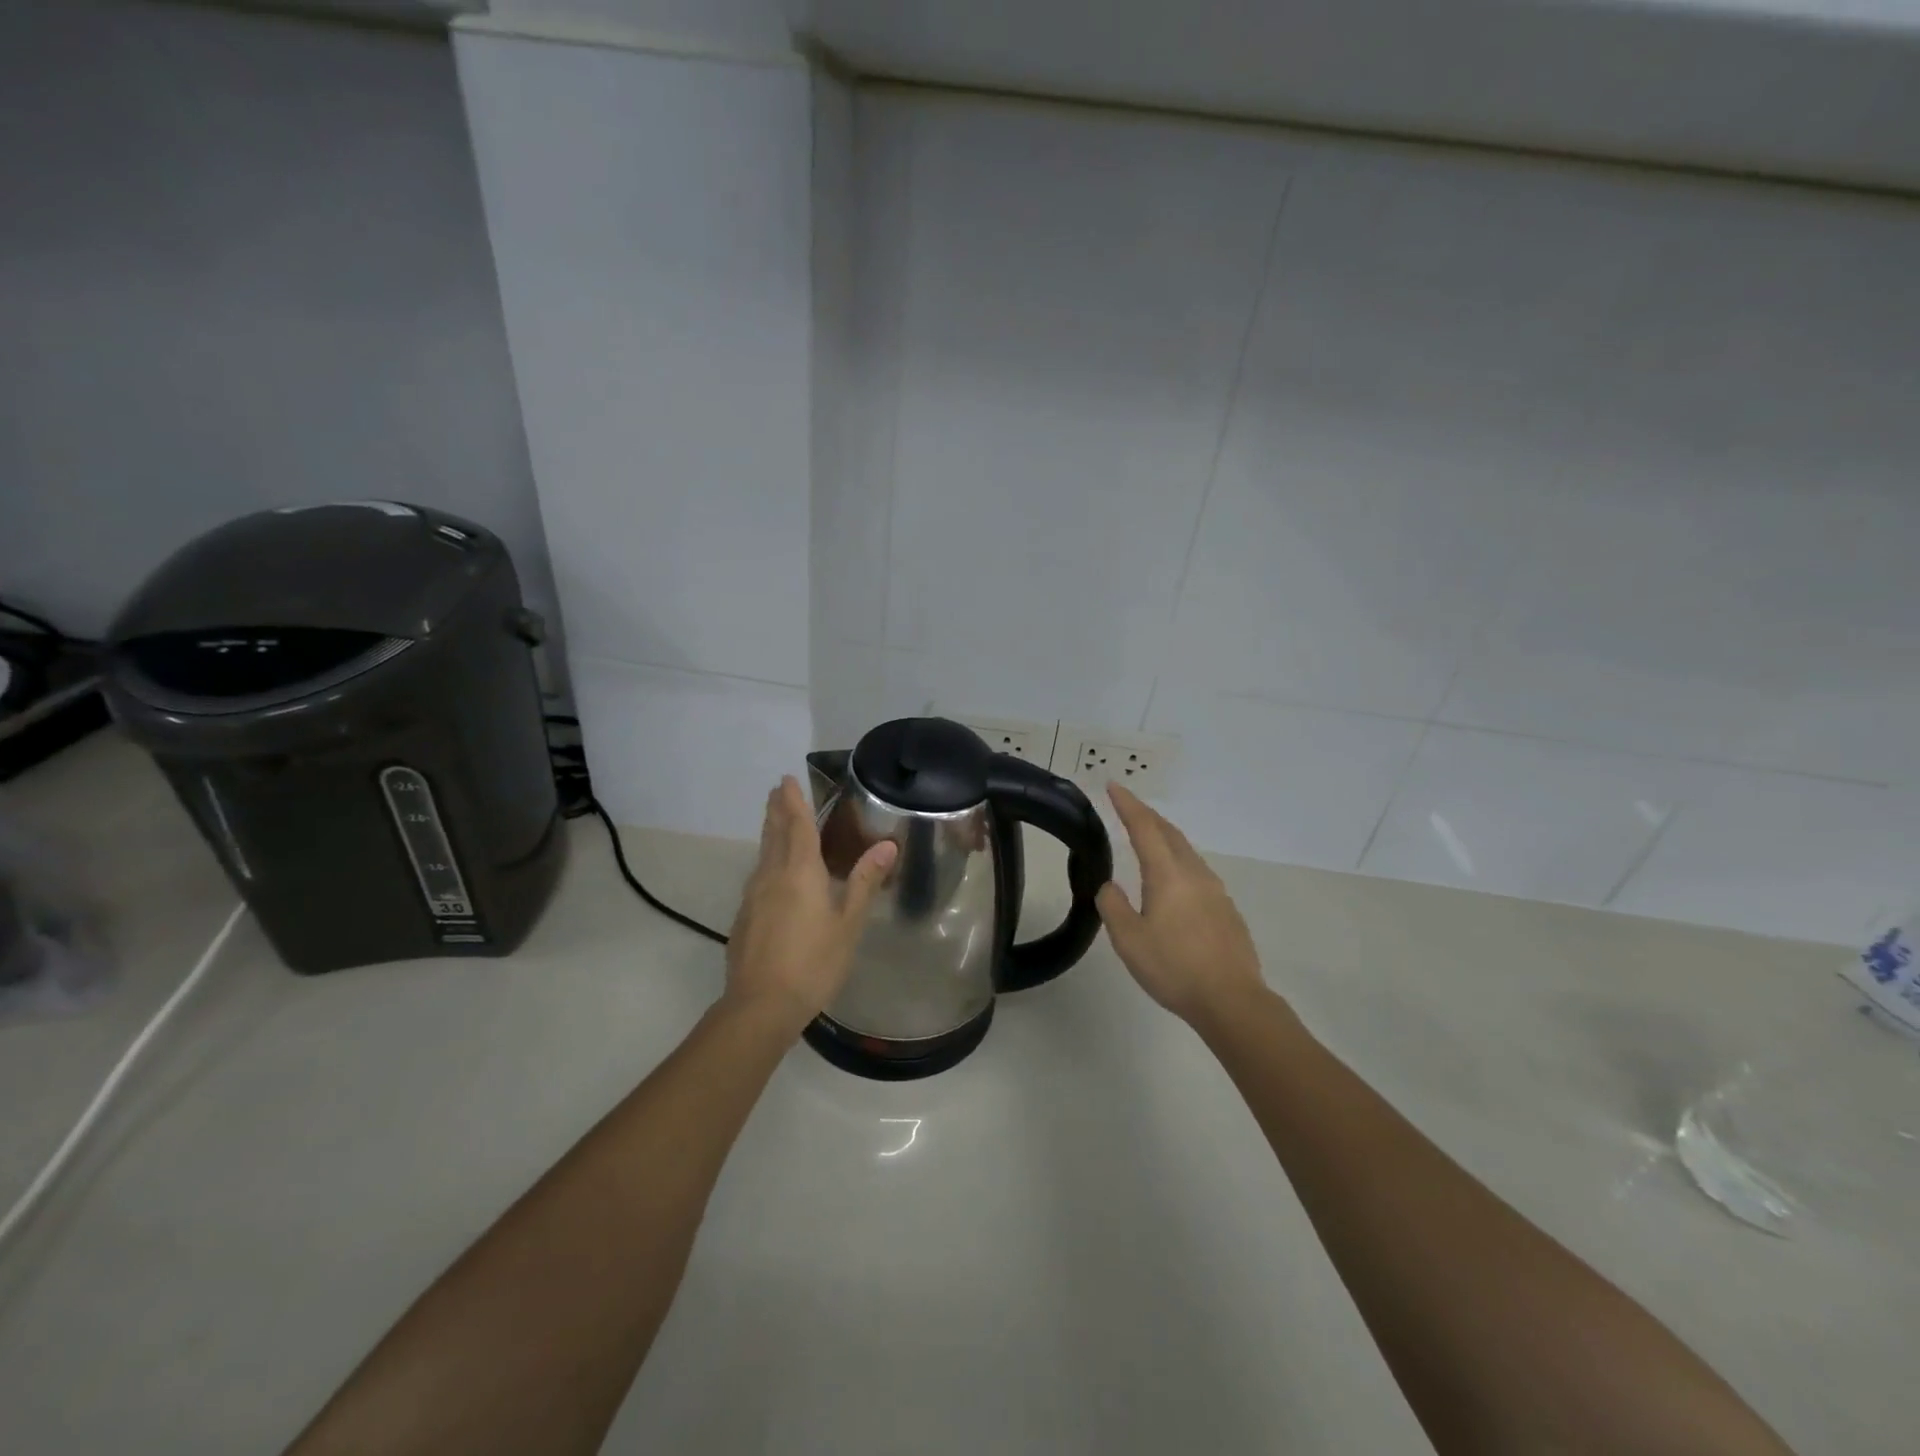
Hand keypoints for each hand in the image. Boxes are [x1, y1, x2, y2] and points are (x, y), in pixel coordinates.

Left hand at [724, 776, 896, 1033]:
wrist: (761, 1006)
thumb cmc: (813, 962)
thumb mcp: (848, 923)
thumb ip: (864, 882)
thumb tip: (886, 845)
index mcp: (800, 873)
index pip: (797, 826)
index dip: (794, 802)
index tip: (787, 780)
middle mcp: (772, 876)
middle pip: (774, 835)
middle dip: (777, 810)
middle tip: (777, 790)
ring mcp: (753, 897)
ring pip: (763, 854)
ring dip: (769, 832)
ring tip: (774, 821)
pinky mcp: (745, 918)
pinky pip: (758, 876)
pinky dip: (766, 860)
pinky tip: (771, 872)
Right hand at [1097, 784, 1266, 1029]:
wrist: (1232, 1001)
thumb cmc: (1174, 968)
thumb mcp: (1128, 940)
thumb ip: (1114, 906)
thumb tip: (1111, 886)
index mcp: (1168, 875)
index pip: (1144, 828)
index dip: (1128, 805)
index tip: (1113, 786)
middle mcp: (1194, 874)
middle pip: (1170, 833)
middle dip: (1148, 816)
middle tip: (1128, 807)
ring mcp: (1216, 891)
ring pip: (1187, 852)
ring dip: (1165, 837)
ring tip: (1149, 839)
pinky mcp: (1226, 910)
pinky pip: (1197, 873)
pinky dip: (1178, 862)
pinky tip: (1174, 881)